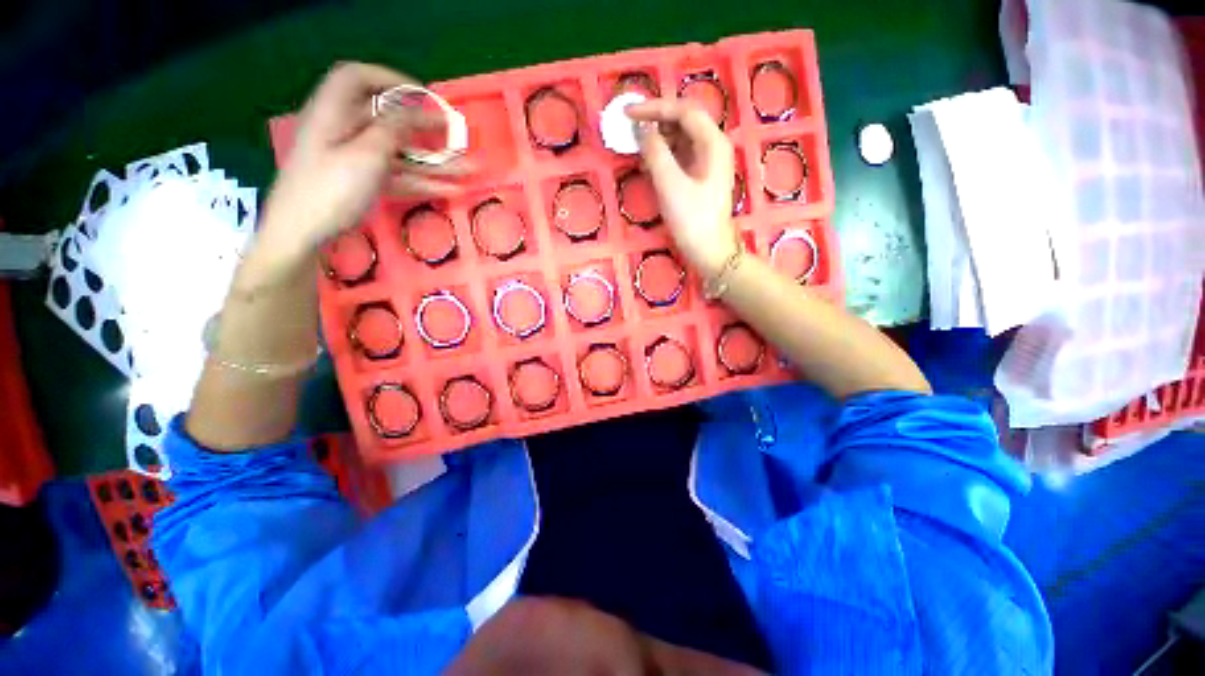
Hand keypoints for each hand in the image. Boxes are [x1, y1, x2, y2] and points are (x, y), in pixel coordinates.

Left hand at [261, 62, 465, 258]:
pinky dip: (421, 180)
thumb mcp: (365, 155)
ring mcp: (355, 158)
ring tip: (467, 168)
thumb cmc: (329, 190)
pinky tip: (450, 190)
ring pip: (398, 151)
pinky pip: (396, 175)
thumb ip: (392, 129)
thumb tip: (414, 111)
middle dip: (423, 126)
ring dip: (433, 160)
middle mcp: (344, 130)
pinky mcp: (363, 182)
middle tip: (453, 134)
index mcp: (334, 111)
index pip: (358, 78)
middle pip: (386, 118)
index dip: (391, 79)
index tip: (424, 95)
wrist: (301, 234)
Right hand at [627, 99, 739, 277]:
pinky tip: (649, 163)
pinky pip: (681, 156)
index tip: (627, 114)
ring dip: (658, 138)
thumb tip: (642, 129)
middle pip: (684, 121)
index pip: (683, 111)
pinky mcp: (701, 177)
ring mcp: (708, 162)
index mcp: (712, 142)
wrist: (709, 251)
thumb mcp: (670, 185)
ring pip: (681, 138)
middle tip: (630, 128)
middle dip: (656, 120)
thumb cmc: (692, 219)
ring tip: (636, 147)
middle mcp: (714, 146)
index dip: (654, 108)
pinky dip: (664, 155)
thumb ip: (655, 153)